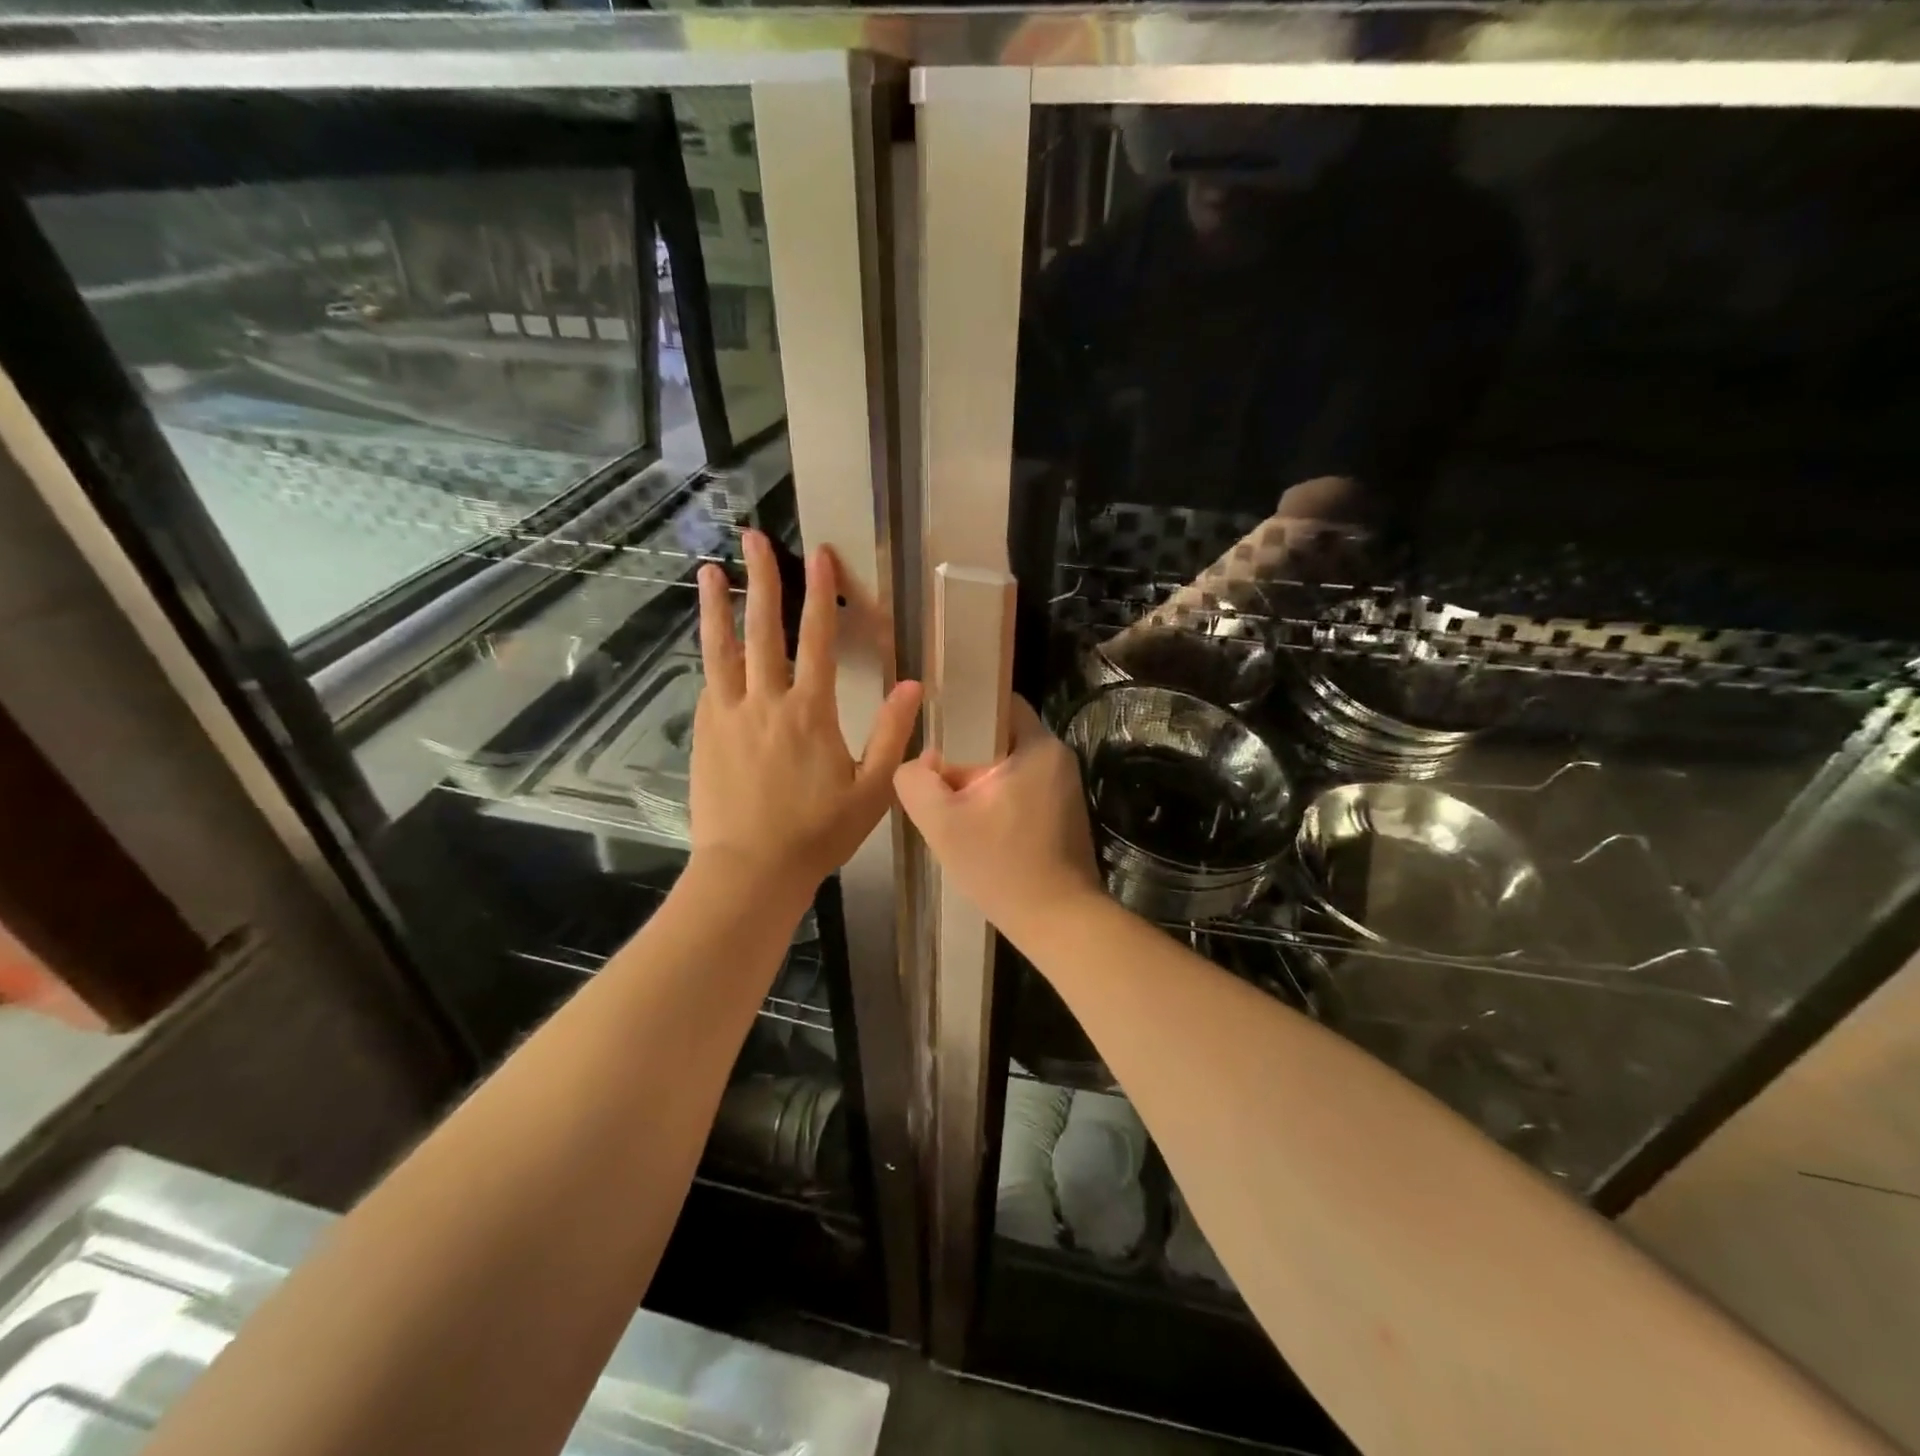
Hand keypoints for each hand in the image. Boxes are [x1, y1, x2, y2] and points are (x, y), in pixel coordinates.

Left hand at [690, 530, 921, 898]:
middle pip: (762, 629)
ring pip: (721, 649)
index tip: (817, 553)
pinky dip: (711, 655)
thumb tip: (914, 685)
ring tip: (708, 572)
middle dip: (760, 579)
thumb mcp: (871, 789)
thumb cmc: (817, 833)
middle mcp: (765, 702)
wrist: (750, 870)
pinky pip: (709, 683)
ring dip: (716, 607)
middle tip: (753, 538)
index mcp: (810, 712)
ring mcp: (729, 716)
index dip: (819, 593)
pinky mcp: (705, 733)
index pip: (817, 639)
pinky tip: (710, 643)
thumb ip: (892, 734)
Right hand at [893, 696, 1101, 937]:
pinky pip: (1024, 790)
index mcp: (1038, 747)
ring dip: (982, 782)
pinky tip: (981, 830)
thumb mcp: (941, 822)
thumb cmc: (1002, 866)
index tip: (936, 735)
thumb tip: (922, 763)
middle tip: (939, 782)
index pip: (999, 702)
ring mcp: (1065, 788)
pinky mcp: (1065, 814)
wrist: (1058, 922)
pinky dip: (1000, 801)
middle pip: (1001, 737)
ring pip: (1010, 767)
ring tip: (956, 810)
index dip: (964, 711)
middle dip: (967, 755)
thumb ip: (916, 781)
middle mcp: (1058, 758)